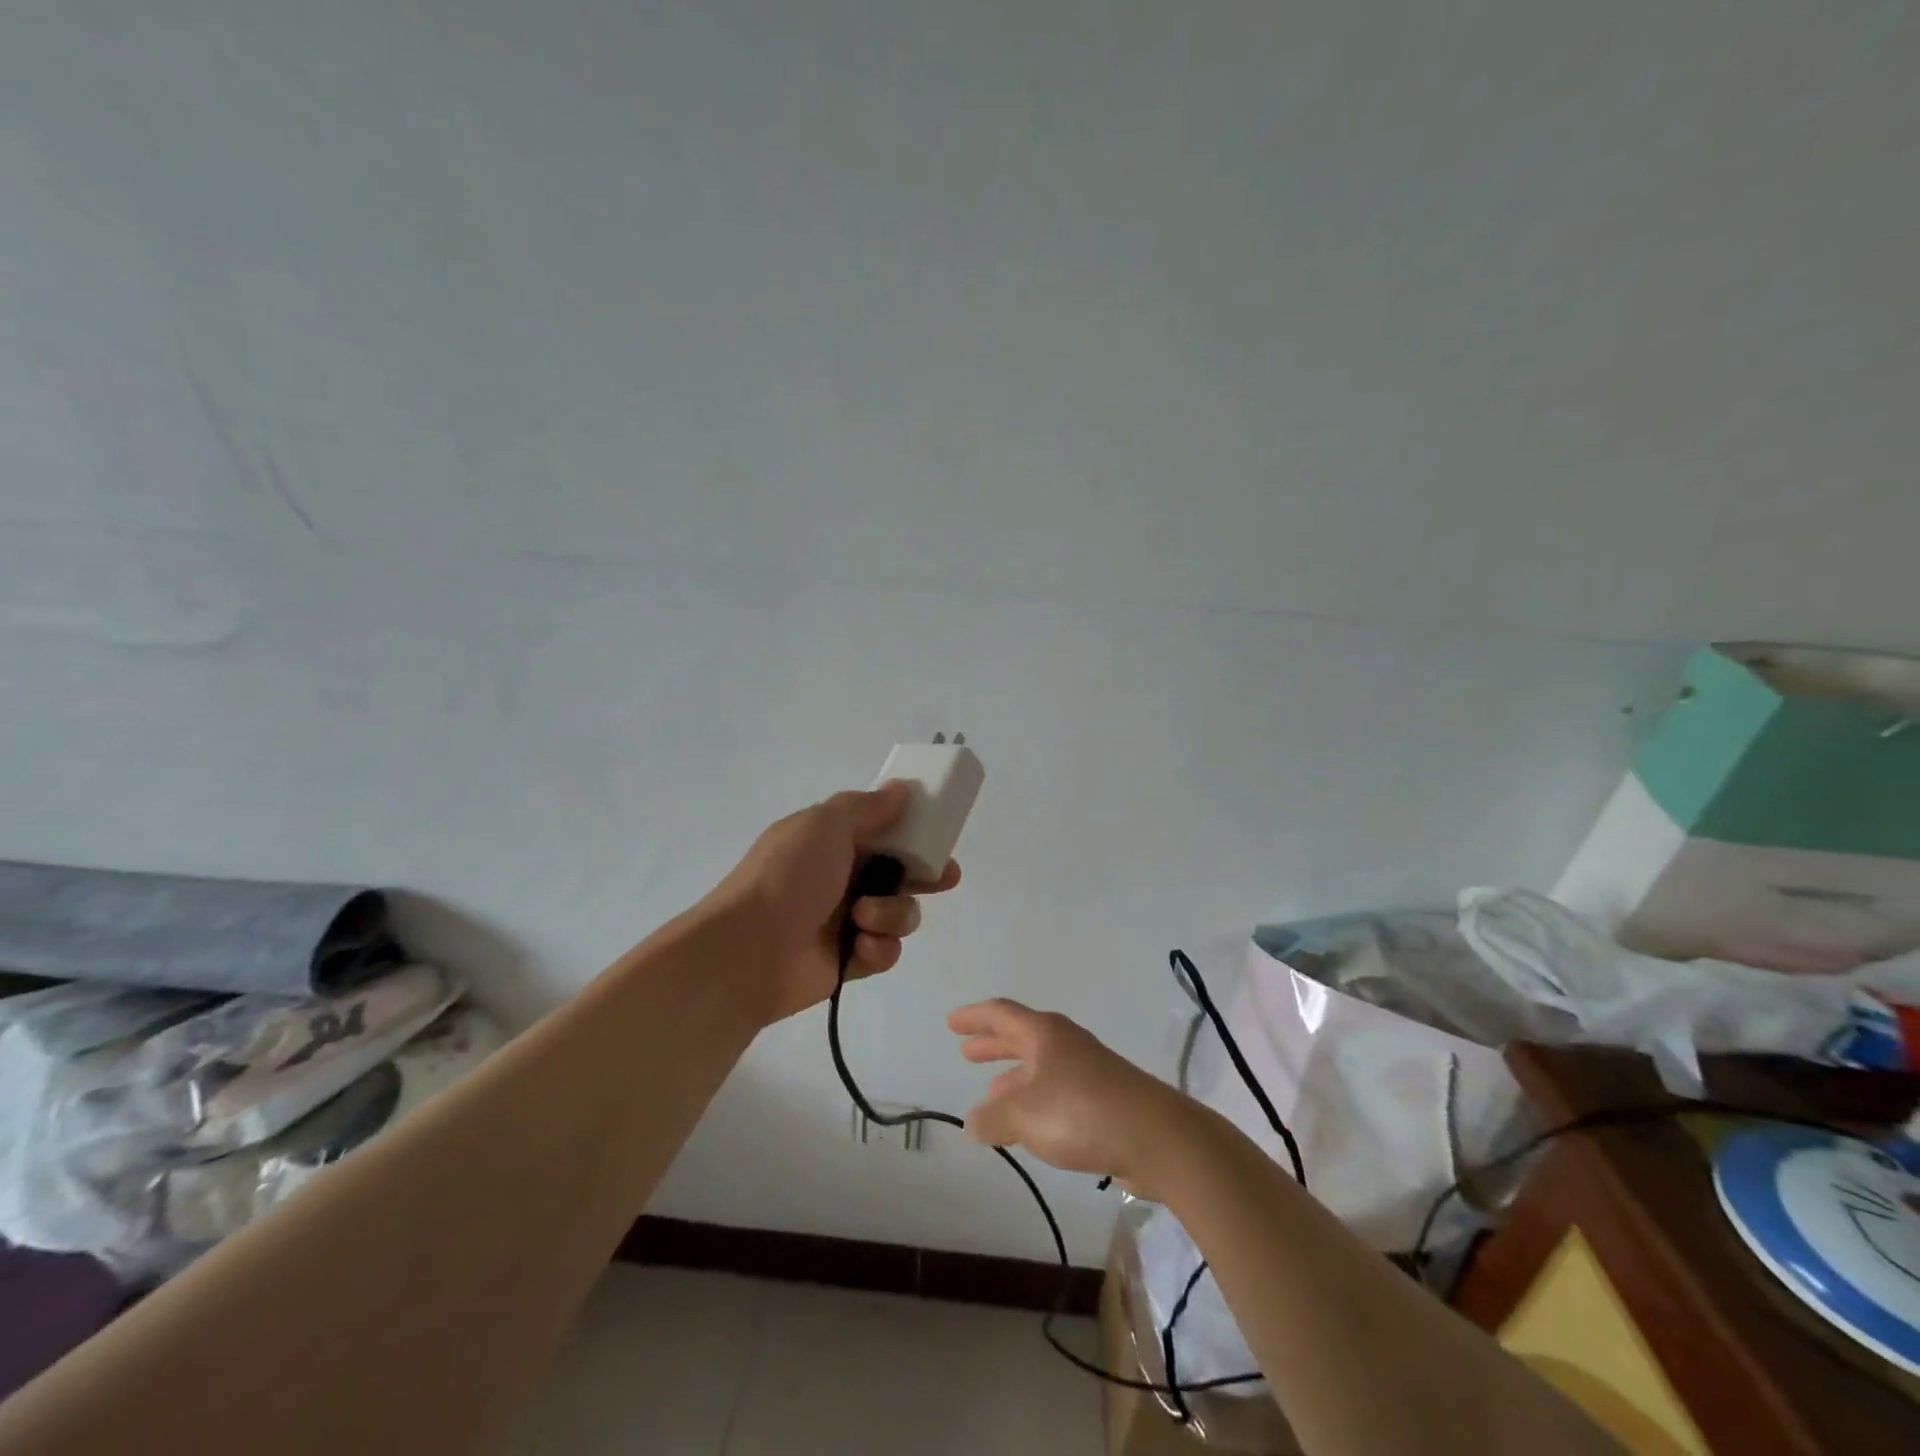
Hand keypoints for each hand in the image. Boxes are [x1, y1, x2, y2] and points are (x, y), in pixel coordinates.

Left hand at [708, 781, 961, 1023]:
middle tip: (943, 879)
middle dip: (924, 876)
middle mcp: (842, 878)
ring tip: (864, 917)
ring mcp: (847, 921)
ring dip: (892, 913)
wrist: (748, 949)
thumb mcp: (825, 824)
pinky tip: (860, 947)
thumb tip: (901, 788)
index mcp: (832, 841)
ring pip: (900, 913)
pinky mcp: (852, 961)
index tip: (939, 835)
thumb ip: (867, 806)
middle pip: (900, 873)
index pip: (883, 831)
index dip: (913, 832)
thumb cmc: (788, 875)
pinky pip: (887, 951)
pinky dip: (878, 947)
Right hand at [947, 998, 1197, 1194]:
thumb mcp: (1024, 1115)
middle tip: (966, 1052)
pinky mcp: (1103, 1099)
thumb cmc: (1082, 1113)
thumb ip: (993, 1118)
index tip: (952, 1023)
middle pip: (1021, 1037)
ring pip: (1040, 1066)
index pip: (1002, 1014)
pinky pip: (1056, 1091)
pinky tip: (1028, 1126)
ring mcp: (1087, 1070)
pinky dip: (1035, 1101)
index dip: (975, 1017)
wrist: (1156, 1137)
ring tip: (991, 1094)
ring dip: (1013, 1077)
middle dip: (993, 1045)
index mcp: (1044, 1034)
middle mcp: (1065, 1043)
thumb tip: (973, 1121)